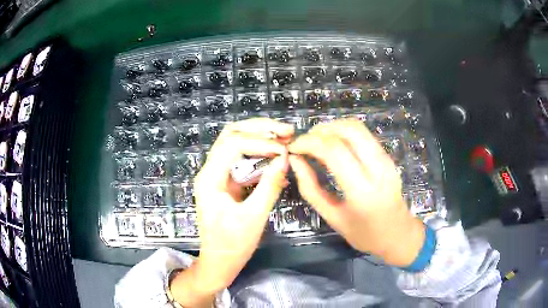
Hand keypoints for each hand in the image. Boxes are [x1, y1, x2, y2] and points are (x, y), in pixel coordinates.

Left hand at [170, 118, 292, 306]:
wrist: (219, 261)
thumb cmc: (233, 245)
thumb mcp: (254, 217)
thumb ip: (269, 186)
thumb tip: (285, 158)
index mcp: (210, 179)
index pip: (233, 144)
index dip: (260, 141)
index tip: (284, 149)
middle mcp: (209, 171)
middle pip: (231, 134)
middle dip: (259, 128)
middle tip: (286, 130)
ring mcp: (216, 174)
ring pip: (234, 142)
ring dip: (259, 136)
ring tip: (284, 136)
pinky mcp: (225, 181)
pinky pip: (240, 158)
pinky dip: (258, 151)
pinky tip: (275, 153)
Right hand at [288, 119, 424, 266]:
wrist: (398, 234)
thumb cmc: (364, 233)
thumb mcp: (332, 217)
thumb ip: (310, 188)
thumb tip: (295, 161)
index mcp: (362, 190)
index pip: (333, 150)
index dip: (308, 142)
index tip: (293, 148)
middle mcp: (377, 168)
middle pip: (348, 130)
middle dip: (321, 130)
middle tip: (305, 142)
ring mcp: (386, 159)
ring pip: (357, 127)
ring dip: (332, 128)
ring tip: (316, 141)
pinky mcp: (388, 156)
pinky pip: (363, 135)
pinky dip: (343, 133)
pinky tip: (333, 144)